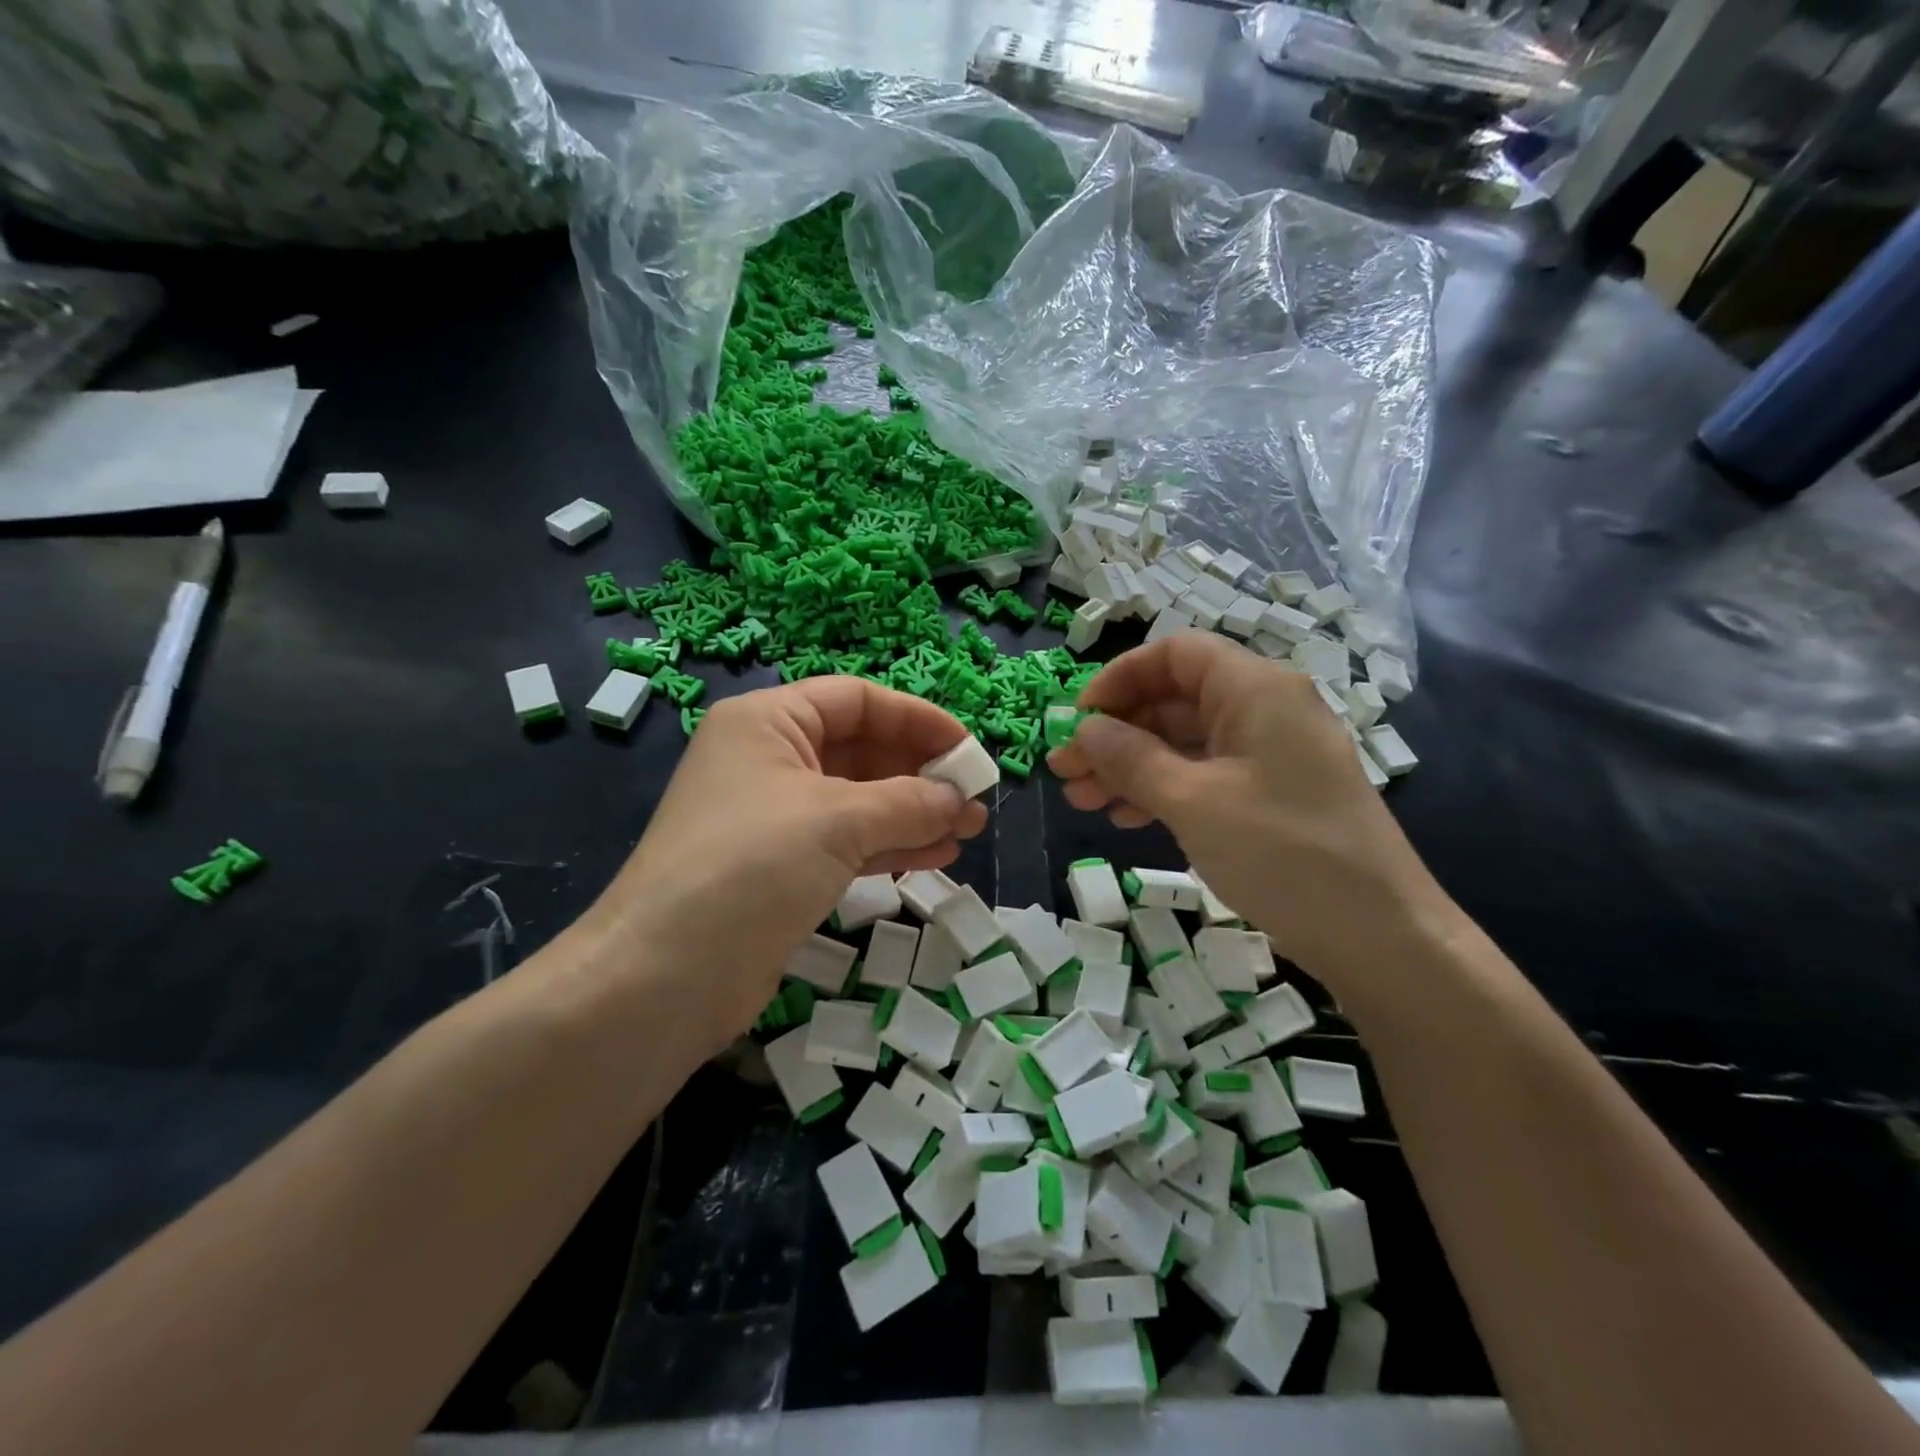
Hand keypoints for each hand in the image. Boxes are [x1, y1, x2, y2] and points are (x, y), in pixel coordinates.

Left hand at [589, 679, 986, 1052]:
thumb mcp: (837, 820)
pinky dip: (891, 845)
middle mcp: (769, 759)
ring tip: (969, 829)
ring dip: (914, 811)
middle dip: (921, 772)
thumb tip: (960, 800)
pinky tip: (937, 855)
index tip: (968, 749)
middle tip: (974, 798)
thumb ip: (909, 802)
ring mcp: (774, 816)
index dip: (917, 718)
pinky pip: (847, 842)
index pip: (856, 700)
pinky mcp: (781, 867)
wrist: (665, 976)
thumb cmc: (751, 866)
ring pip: (859, 800)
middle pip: (860, 749)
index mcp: (769, 722)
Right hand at [1046, 634, 1450, 991]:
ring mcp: (1269, 755)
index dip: (1118, 678)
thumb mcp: (1194, 802)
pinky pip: (1203, 776)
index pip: (1175, 654)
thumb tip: (1084, 729)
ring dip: (1130, 766)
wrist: (1379, 936)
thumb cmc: (1283, 853)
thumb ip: (1131, 758)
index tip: (1078, 720)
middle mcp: (1264, 710)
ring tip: (1082, 800)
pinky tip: (1125, 818)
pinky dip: (1162, 790)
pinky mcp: (1270, 795)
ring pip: (1183, 742)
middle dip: (1115, 732)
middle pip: (1174, 700)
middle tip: (1065, 770)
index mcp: (1256, 689)